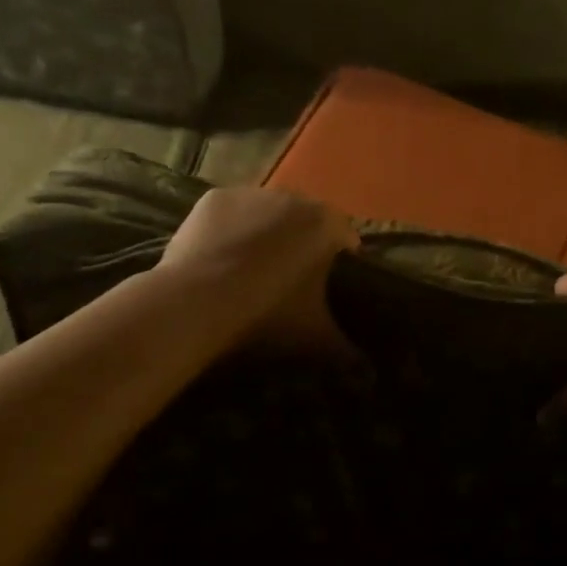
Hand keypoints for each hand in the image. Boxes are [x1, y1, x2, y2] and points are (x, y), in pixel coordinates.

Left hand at [156, 187, 358, 352]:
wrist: (199, 301)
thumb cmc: (269, 313)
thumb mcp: (315, 335)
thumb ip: (346, 350)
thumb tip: (367, 371)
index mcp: (326, 224)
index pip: (345, 233)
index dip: (342, 255)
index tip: (334, 278)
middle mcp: (293, 198)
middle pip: (304, 218)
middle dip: (301, 240)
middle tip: (291, 274)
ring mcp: (250, 194)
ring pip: (265, 212)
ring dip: (265, 231)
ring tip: (252, 267)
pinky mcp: (214, 199)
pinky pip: (230, 213)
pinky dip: (230, 229)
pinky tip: (221, 257)